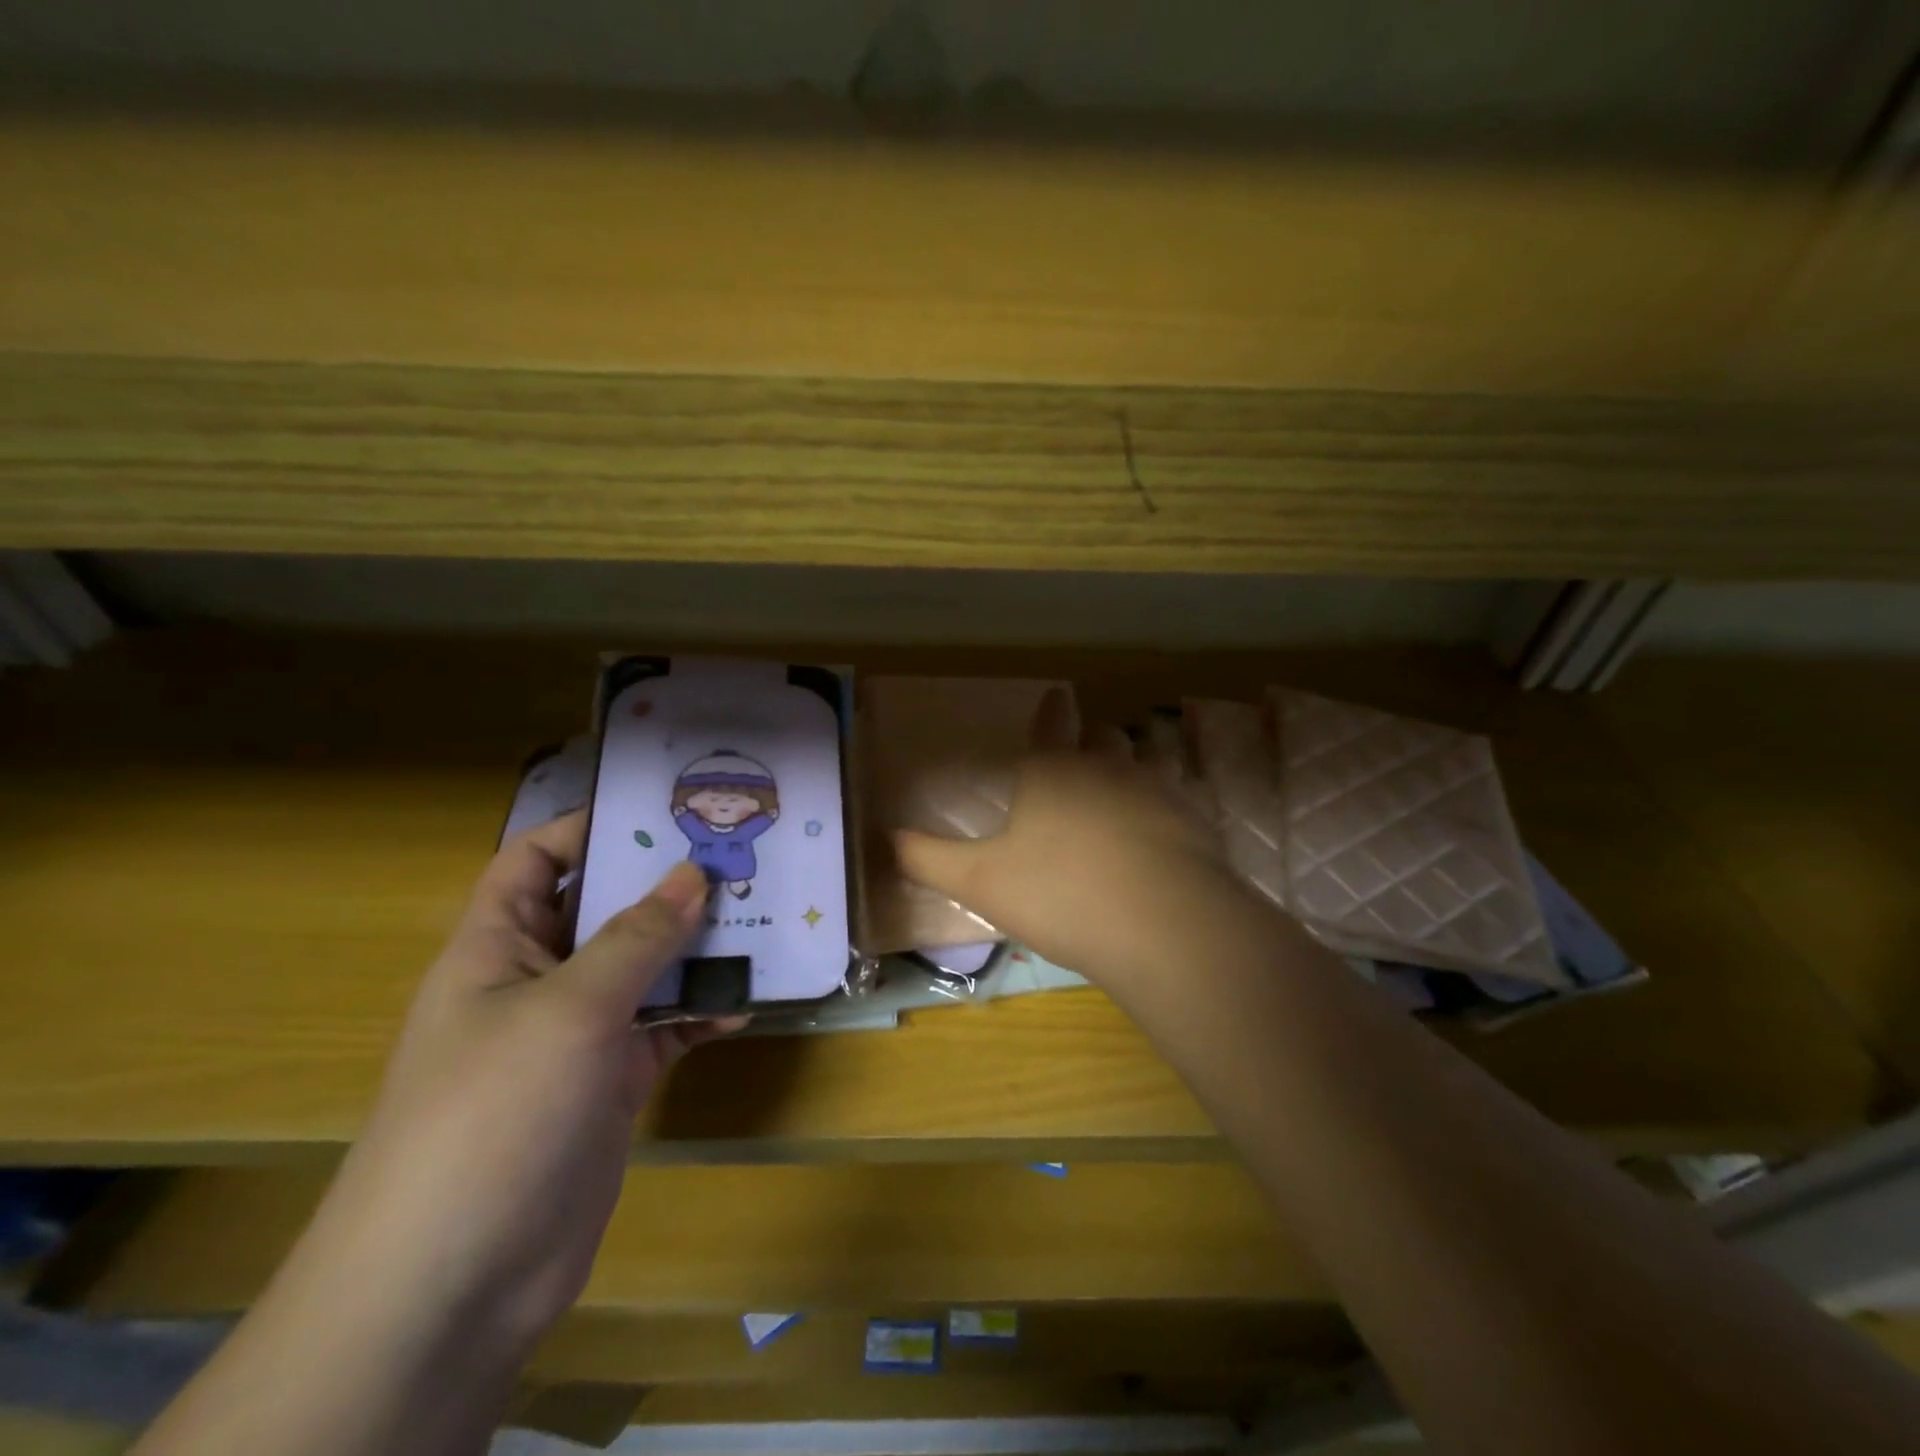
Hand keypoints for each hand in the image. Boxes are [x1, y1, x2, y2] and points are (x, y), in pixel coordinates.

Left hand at [314, 812, 734, 1360]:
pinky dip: (702, 1010)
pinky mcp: (613, 1080)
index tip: (664, 809)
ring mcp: (578, 1034)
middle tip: (738, 856)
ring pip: (645, 968)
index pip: (536, 861)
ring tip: (761, 916)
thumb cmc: (493, 1114)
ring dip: (696, 947)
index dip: (588, 828)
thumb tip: (693, 873)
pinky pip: (665, 1026)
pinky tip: (748, 1000)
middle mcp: (538, 980)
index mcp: (498, 947)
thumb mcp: (568, 1009)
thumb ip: (637, 937)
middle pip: (606, 910)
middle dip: (666, 884)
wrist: (456, 1284)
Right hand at [894, 689, 1239, 993]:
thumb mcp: (980, 882)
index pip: (1051, 721)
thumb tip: (884, 838)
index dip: (1050, 709)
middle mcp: (1107, 766)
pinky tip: (1160, 833)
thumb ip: (929, 859)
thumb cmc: (1060, 893)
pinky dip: (1165, 807)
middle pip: (1100, 735)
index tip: (1056, 697)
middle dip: (1089, 738)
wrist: (1163, 925)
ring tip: (1121, 788)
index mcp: (1053, 769)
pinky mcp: (1194, 821)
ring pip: (1144, 760)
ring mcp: (1157, 790)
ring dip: (1131, 766)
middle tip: (1080, 754)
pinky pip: (1177, 799)